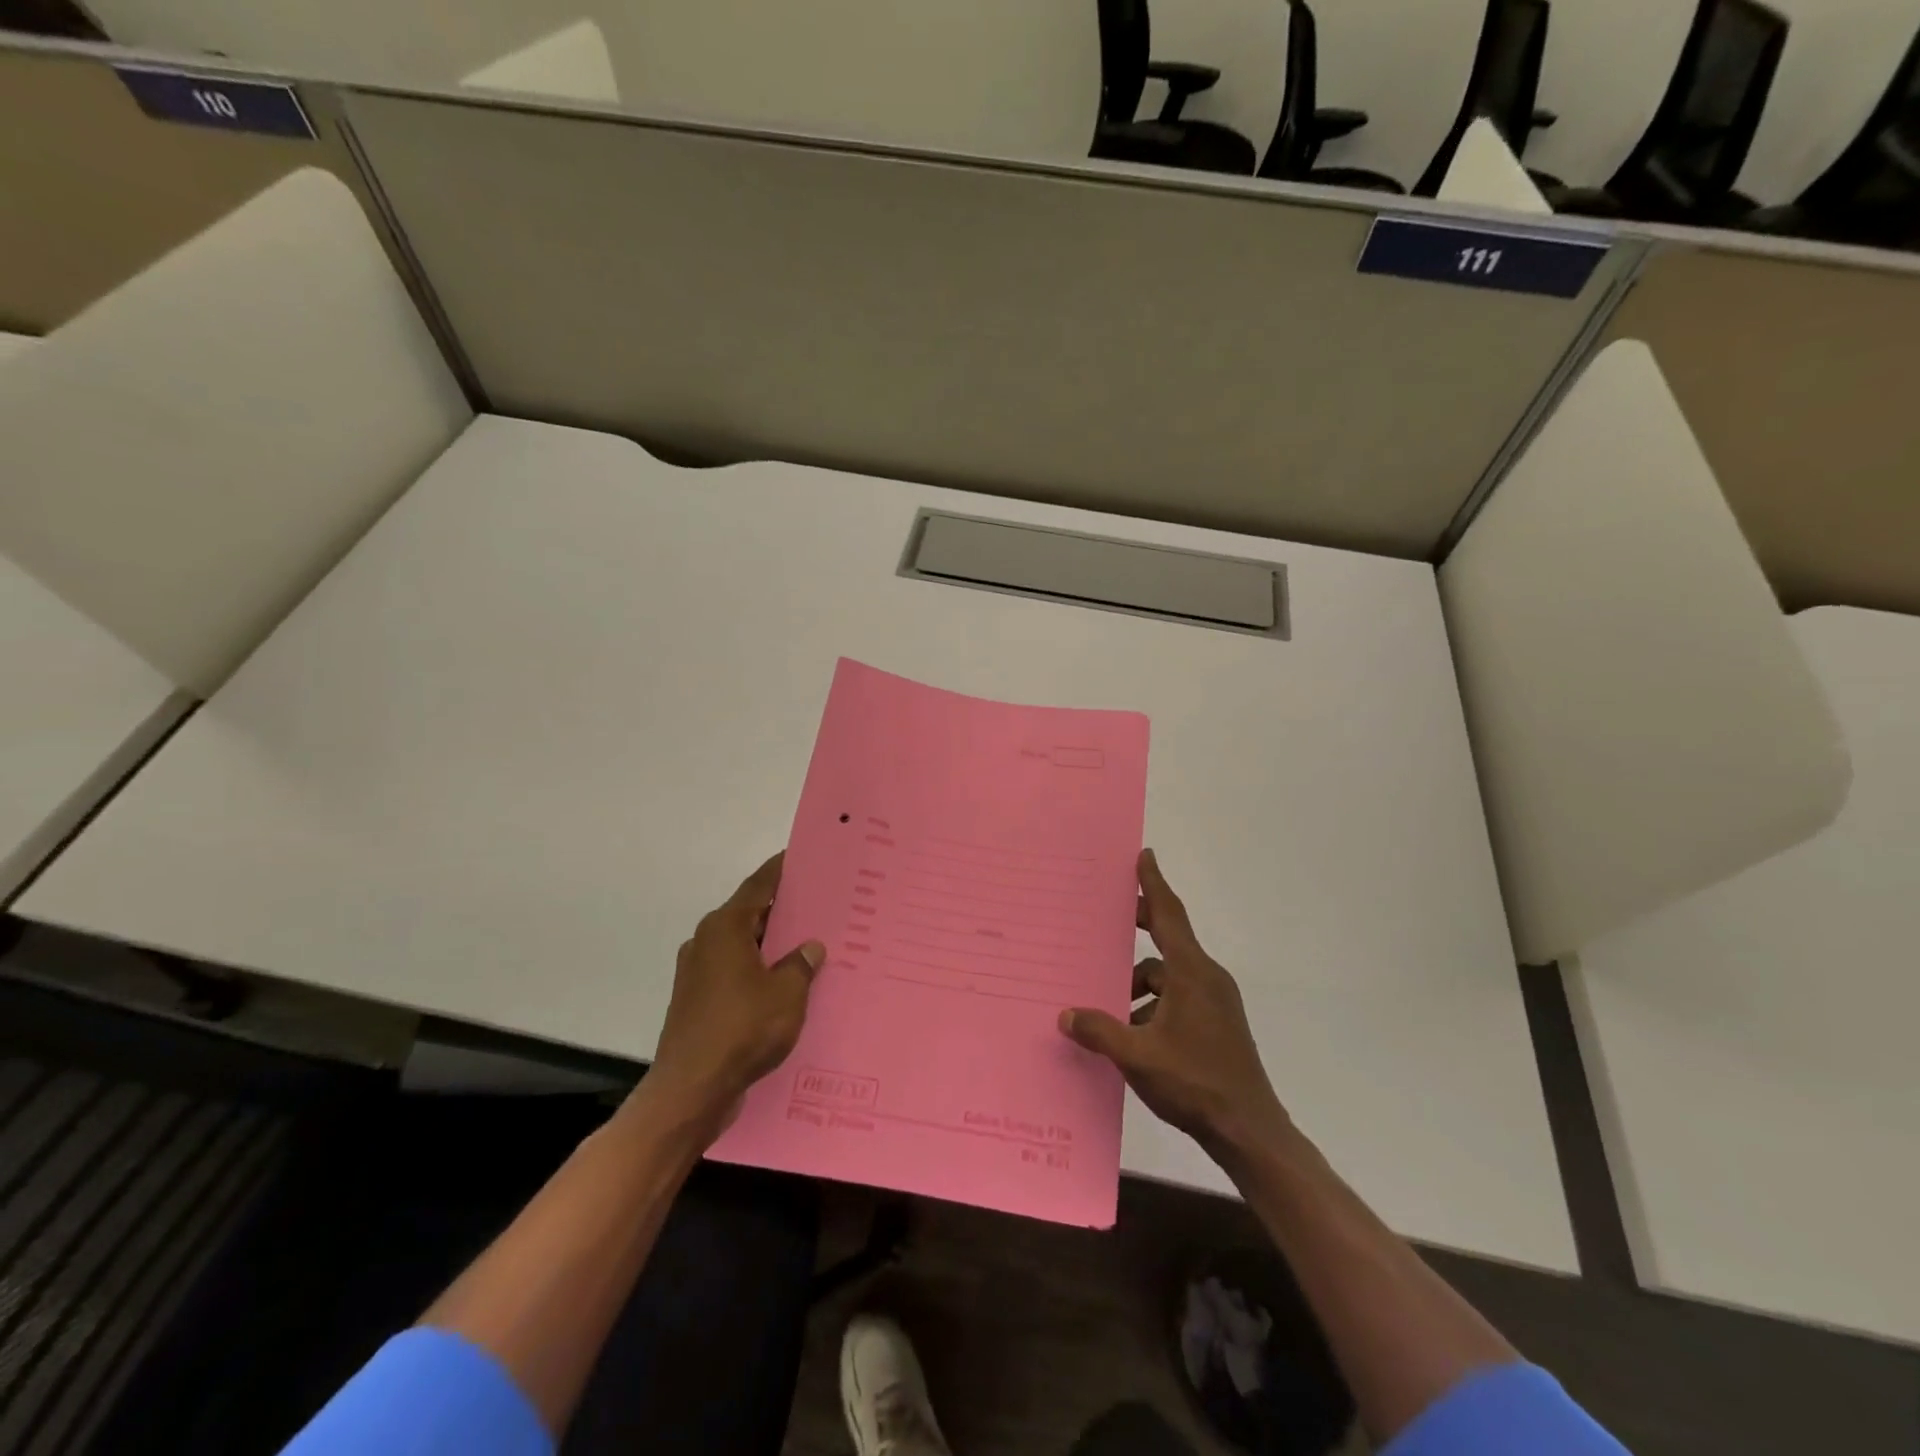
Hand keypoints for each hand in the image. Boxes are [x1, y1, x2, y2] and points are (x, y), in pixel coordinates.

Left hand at [645, 853, 824, 1130]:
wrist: (691, 1090)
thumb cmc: (742, 1030)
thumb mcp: (787, 994)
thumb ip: (801, 964)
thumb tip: (809, 947)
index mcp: (726, 928)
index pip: (759, 886)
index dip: (782, 870)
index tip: (803, 857)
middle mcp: (706, 941)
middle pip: (750, 914)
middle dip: (783, 910)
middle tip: (820, 905)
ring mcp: (698, 972)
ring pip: (743, 946)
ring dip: (771, 945)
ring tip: (808, 946)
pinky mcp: (697, 1001)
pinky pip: (735, 972)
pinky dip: (758, 971)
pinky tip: (784, 985)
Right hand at [1059, 849, 1290, 1160]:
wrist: (1250, 1131)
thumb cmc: (1195, 1083)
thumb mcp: (1138, 1056)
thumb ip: (1100, 1031)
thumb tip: (1066, 1015)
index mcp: (1192, 973)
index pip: (1169, 915)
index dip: (1153, 884)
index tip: (1144, 855)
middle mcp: (1206, 978)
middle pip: (1168, 939)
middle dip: (1140, 927)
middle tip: (1109, 916)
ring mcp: (1214, 1002)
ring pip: (1168, 976)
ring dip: (1139, 983)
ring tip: (1107, 1006)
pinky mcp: (1216, 1024)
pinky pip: (1177, 998)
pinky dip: (1153, 1004)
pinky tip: (1131, 1033)